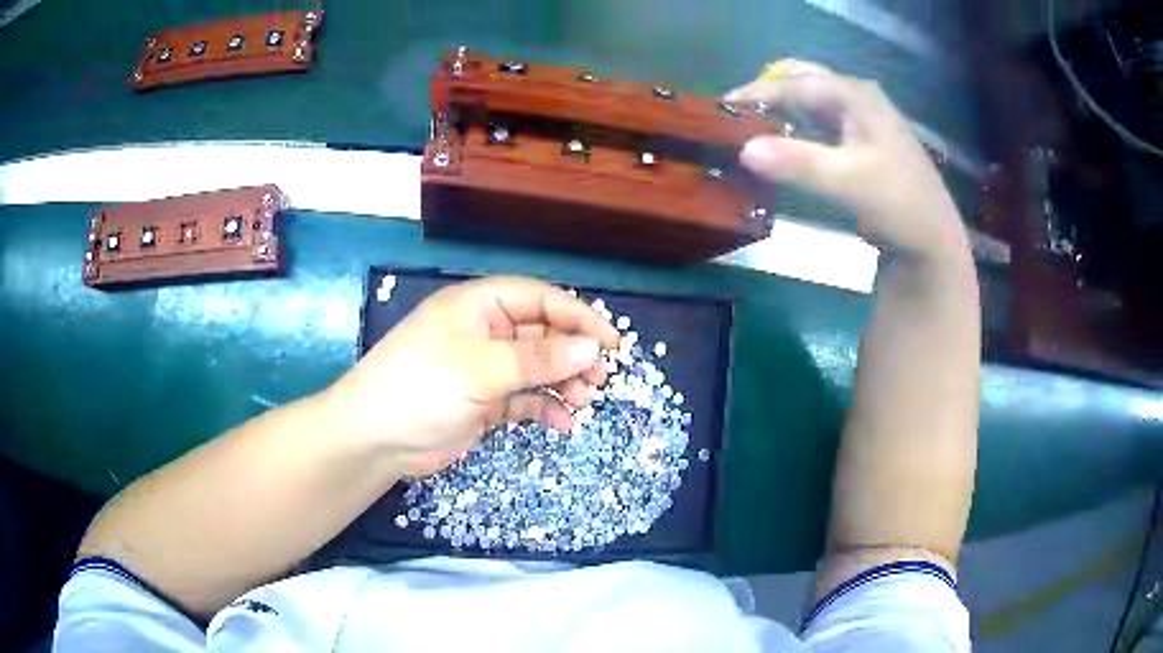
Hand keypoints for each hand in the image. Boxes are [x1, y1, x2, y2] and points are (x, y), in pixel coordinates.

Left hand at [321, 276, 620, 475]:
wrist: (375, 439)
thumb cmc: (422, 386)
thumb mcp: (482, 368)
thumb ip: (539, 358)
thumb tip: (591, 348)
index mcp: (479, 306)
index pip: (540, 299)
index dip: (579, 317)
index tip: (612, 343)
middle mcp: (485, 331)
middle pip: (543, 334)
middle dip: (573, 355)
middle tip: (599, 380)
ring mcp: (485, 368)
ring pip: (538, 368)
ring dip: (564, 383)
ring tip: (585, 402)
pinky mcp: (484, 401)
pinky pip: (525, 398)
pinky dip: (546, 409)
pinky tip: (563, 424)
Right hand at [726, 59, 969, 259]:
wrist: (933, 239)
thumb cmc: (898, 204)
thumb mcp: (849, 183)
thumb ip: (799, 163)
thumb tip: (743, 149)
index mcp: (854, 95)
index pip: (794, 84)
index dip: (756, 94)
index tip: (719, 110)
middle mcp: (856, 97)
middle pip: (802, 81)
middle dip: (767, 94)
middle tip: (737, 118)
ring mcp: (860, 118)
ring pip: (809, 101)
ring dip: (780, 112)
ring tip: (751, 133)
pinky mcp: (861, 140)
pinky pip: (819, 123)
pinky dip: (796, 129)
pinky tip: (782, 147)